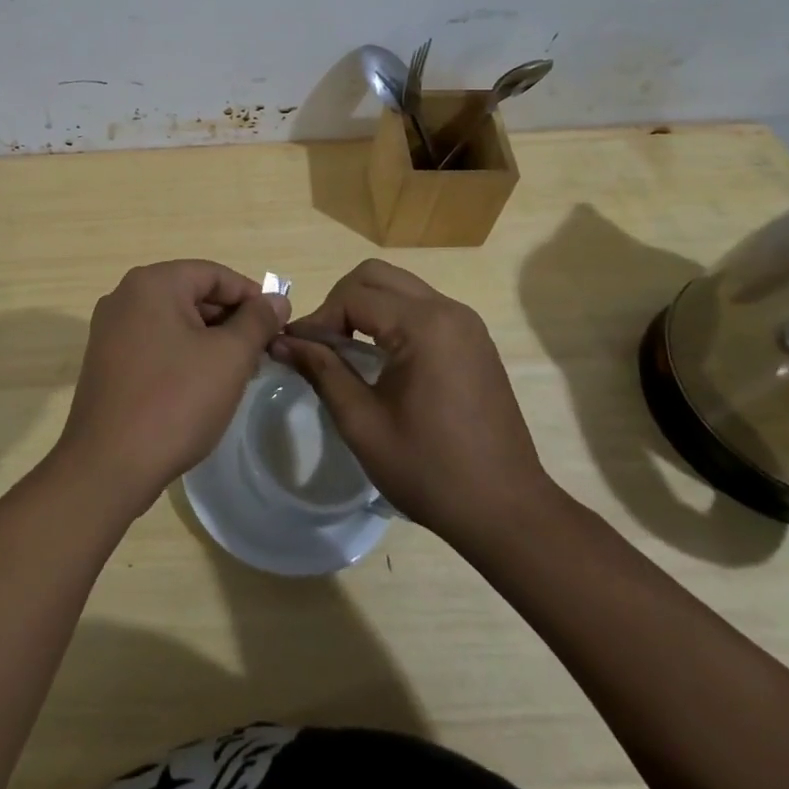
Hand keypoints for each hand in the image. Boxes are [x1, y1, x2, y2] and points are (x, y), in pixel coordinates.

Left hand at [55, 261, 288, 513]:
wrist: (108, 465)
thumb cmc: (175, 401)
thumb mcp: (229, 357)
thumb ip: (257, 321)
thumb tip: (275, 299)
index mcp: (152, 283)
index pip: (214, 274)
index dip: (251, 296)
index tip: (277, 325)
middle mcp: (125, 296)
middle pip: (191, 294)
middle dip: (230, 320)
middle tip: (260, 353)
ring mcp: (110, 329)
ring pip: (174, 321)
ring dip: (208, 340)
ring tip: (236, 373)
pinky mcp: (106, 360)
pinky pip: (154, 343)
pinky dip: (182, 354)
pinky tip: (201, 386)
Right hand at [272, 259, 552, 544]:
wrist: (508, 513)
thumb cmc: (430, 471)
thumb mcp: (362, 423)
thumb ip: (321, 371)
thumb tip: (281, 341)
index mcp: (423, 326)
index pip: (353, 296)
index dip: (318, 318)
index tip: (295, 348)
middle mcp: (448, 311)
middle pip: (376, 275)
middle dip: (339, 301)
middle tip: (322, 342)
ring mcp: (466, 323)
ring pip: (400, 287)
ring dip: (366, 306)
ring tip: (344, 347)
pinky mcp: (474, 340)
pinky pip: (421, 307)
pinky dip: (392, 317)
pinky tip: (380, 355)